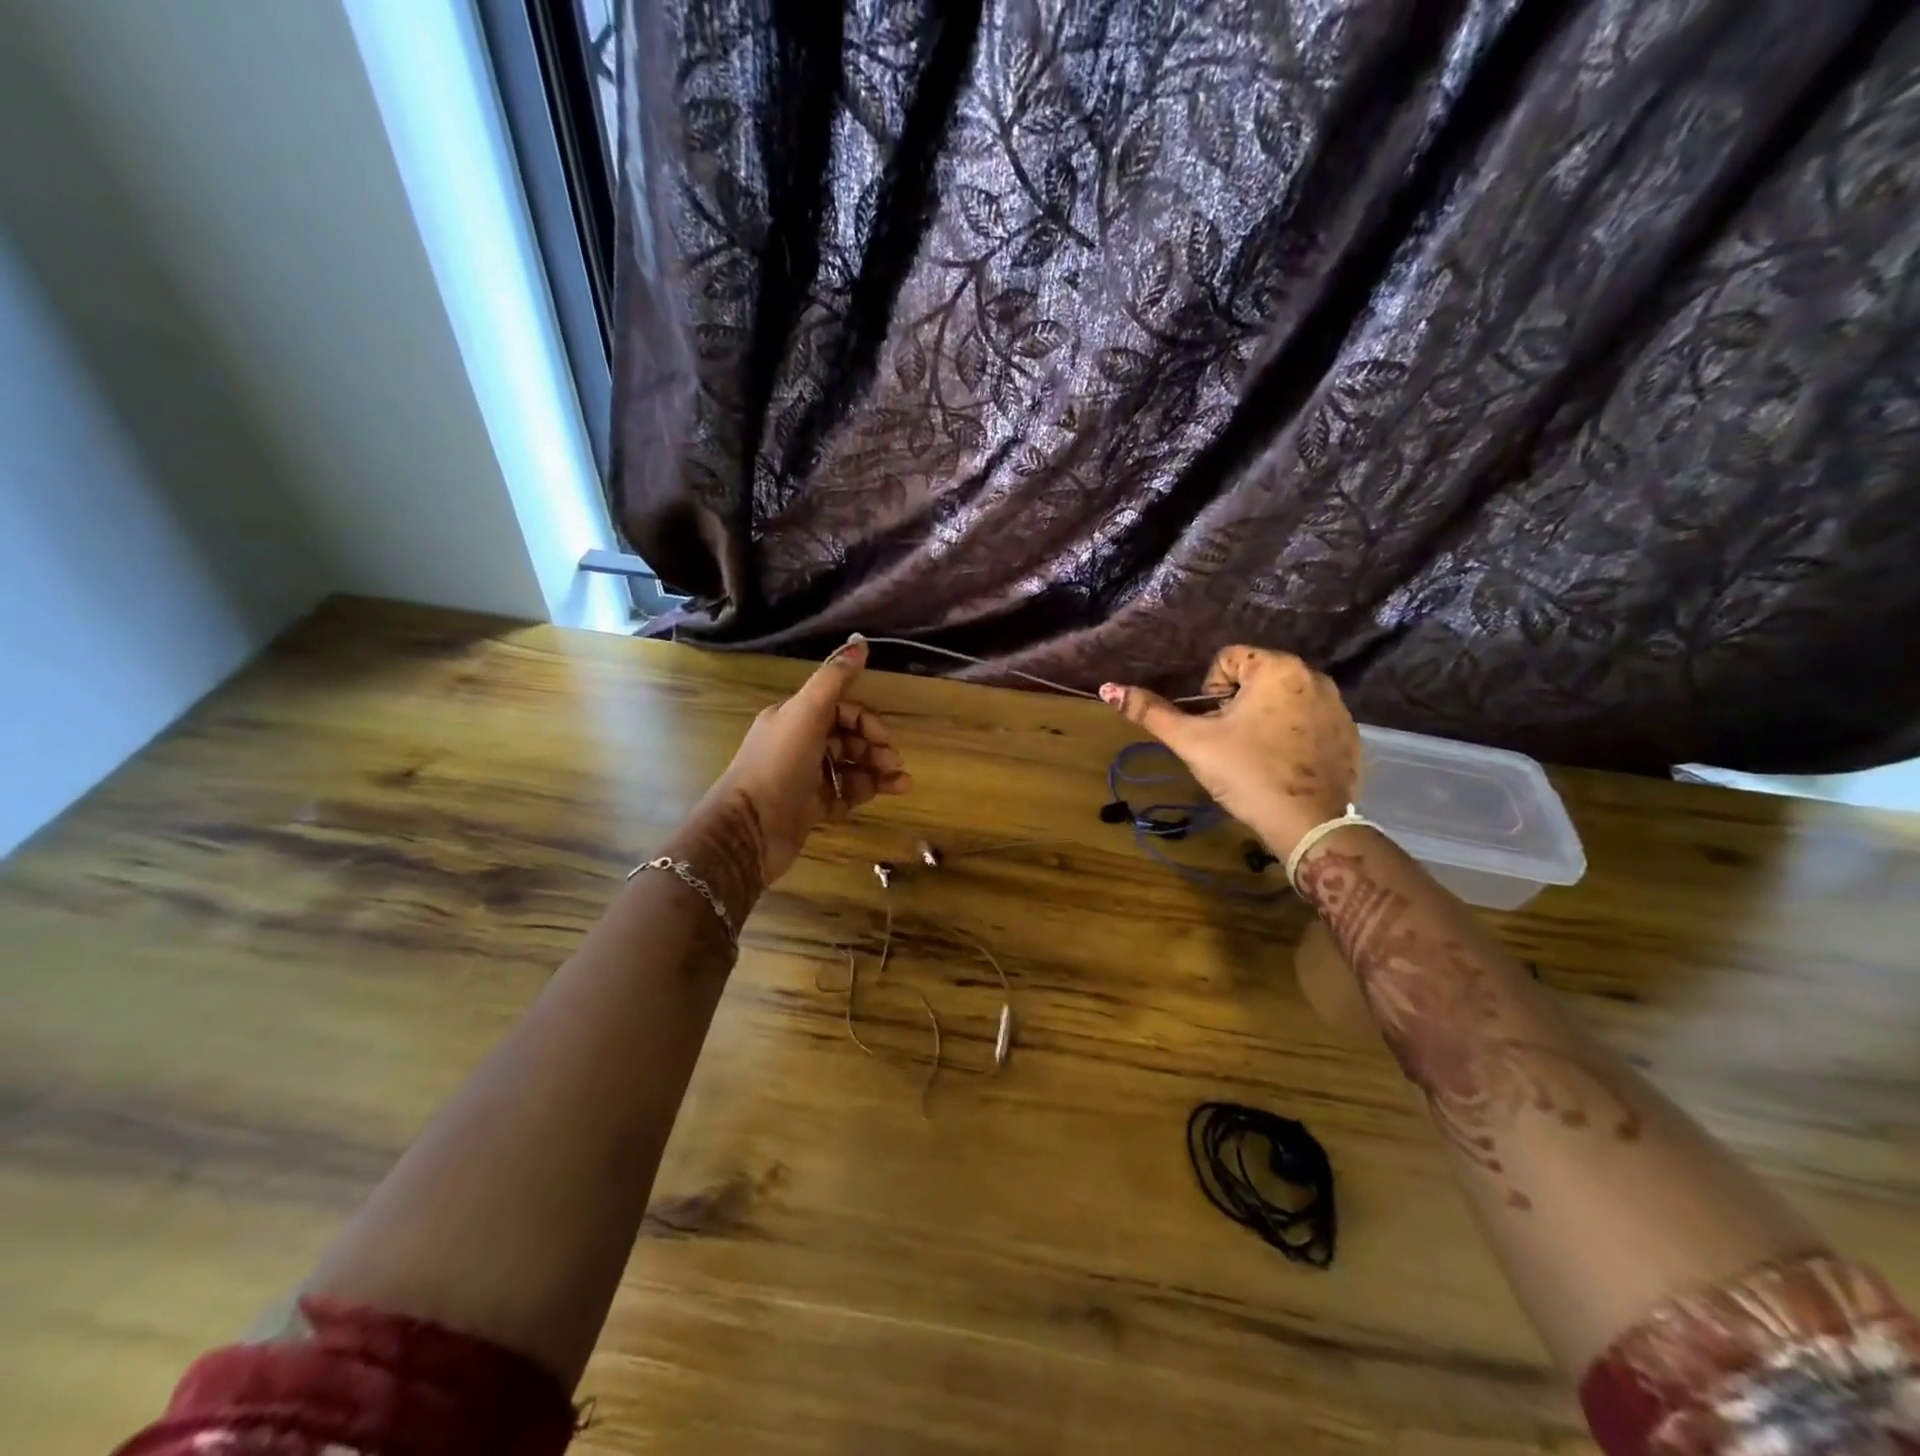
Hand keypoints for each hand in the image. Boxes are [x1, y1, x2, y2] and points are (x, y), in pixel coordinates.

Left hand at [695, 635, 911, 886]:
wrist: (750, 829)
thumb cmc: (779, 765)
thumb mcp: (807, 713)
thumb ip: (834, 678)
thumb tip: (861, 641)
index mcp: (794, 718)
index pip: (841, 710)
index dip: (866, 721)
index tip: (885, 739)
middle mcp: (798, 744)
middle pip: (848, 739)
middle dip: (875, 748)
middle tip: (894, 764)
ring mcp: (804, 778)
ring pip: (850, 767)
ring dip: (877, 772)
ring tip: (901, 784)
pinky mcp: (810, 808)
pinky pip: (844, 794)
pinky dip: (865, 792)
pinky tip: (884, 795)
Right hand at [1099, 646, 1358, 858]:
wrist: (1307, 825)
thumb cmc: (1246, 773)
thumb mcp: (1192, 741)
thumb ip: (1150, 712)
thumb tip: (1108, 688)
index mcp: (1277, 668)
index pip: (1226, 660)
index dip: (1210, 693)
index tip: (1215, 727)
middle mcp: (1313, 676)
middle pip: (1255, 679)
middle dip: (1237, 706)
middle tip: (1231, 744)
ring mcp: (1337, 706)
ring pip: (1282, 701)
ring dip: (1264, 719)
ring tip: (1256, 756)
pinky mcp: (1350, 734)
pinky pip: (1309, 722)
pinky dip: (1292, 737)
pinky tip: (1284, 766)